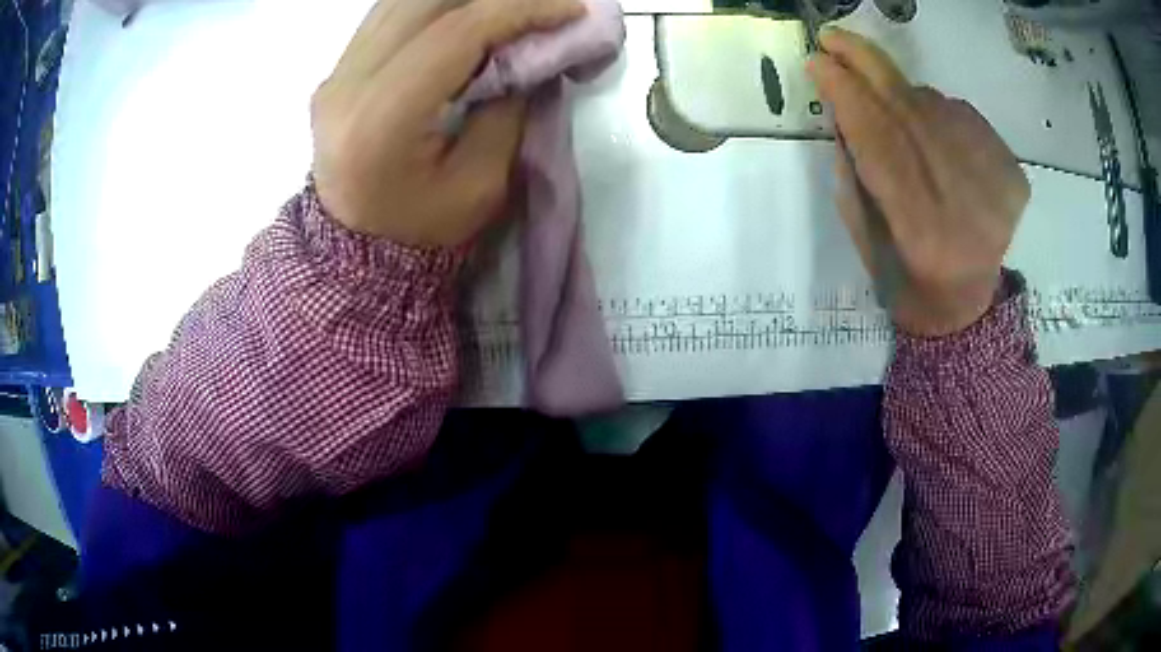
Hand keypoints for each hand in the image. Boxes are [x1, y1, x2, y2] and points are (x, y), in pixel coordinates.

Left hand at [311, 0, 585, 246]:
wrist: (356, 251)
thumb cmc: (422, 231)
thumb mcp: (483, 184)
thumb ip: (508, 106)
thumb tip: (529, 50)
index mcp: (379, 120)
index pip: (455, 33)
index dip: (520, 10)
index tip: (571, 10)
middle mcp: (345, 85)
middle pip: (425, 2)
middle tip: (540, 9)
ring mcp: (335, 74)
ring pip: (404, 0)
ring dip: (463, 0)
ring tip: (506, 15)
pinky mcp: (337, 72)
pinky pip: (389, 15)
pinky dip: (435, 8)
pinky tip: (465, 20)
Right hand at [807, 28, 1029, 336]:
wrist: (967, 305)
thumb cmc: (908, 281)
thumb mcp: (865, 238)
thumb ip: (855, 172)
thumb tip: (843, 107)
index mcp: (924, 234)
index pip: (880, 143)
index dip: (847, 96)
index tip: (817, 61)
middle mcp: (967, 205)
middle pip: (912, 112)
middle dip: (867, 66)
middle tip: (835, 39)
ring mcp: (997, 186)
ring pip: (937, 106)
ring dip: (903, 95)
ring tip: (892, 115)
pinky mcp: (1013, 174)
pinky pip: (963, 114)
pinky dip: (938, 110)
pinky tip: (933, 133)